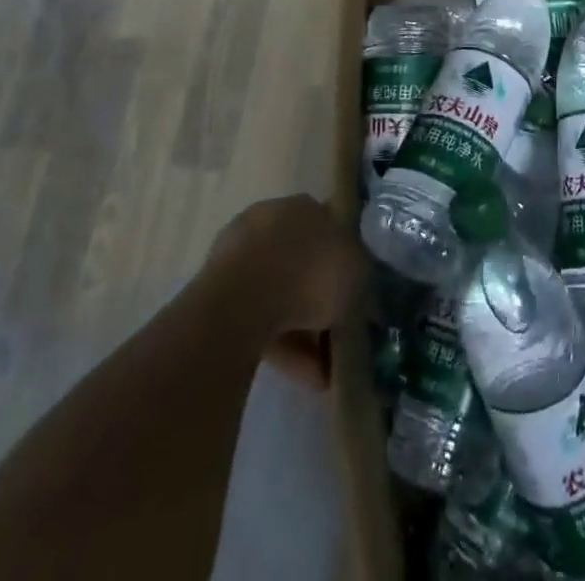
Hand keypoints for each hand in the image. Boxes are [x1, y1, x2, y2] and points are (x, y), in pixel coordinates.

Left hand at [208, 194, 366, 389]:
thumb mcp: (357, 272)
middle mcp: (272, 223)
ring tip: (326, 374)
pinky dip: (282, 346)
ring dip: (304, 333)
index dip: (344, 264)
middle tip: (339, 337)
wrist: (243, 300)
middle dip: (321, 302)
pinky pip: (260, 320)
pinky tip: (305, 378)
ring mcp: (241, 257)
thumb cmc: (310, 271)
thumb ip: (361, 279)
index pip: (330, 230)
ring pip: (281, 297)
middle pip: (304, 265)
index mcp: (304, 206)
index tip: (355, 295)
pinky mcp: (219, 295)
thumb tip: (365, 295)